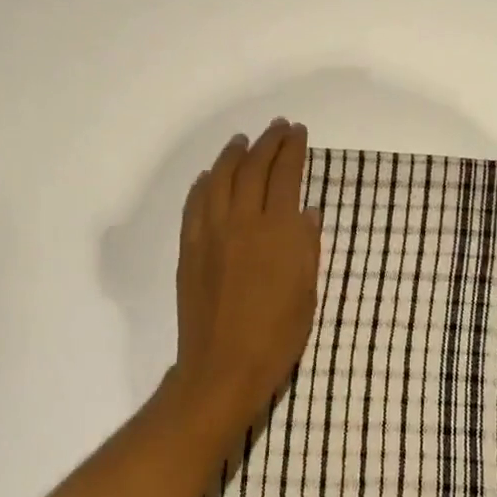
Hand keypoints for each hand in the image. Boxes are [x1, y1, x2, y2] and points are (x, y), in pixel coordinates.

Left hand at [172, 118, 322, 429]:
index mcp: (278, 232)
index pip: (285, 176)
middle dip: (267, 143)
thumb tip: (306, 213)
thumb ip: (307, 248)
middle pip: (252, 169)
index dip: (292, 150)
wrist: (223, 367)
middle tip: (277, 128)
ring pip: (218, 179)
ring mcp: (210, 233)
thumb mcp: (307, 293)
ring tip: (242, 141)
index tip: (298, 133)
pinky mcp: (188, 249)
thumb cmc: (277, 337)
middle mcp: (242, 222)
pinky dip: (203, 185)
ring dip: (232, 155)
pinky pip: (194, 205)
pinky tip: (208, 177)